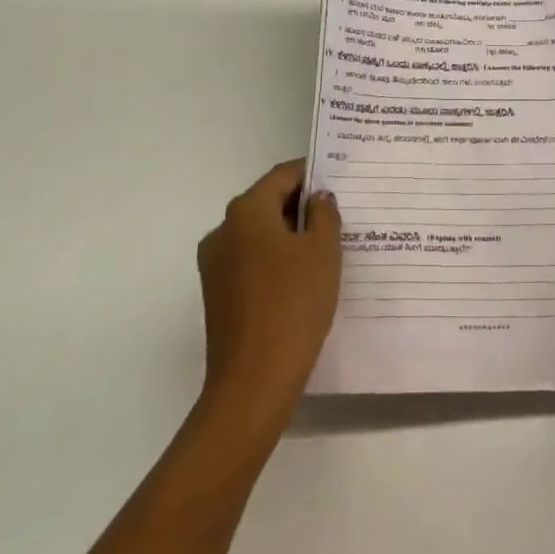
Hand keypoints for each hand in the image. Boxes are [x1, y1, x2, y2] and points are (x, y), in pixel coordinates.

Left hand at [195, 160, 341, 431]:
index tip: (339, 181)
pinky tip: (302, 279)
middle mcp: (223, 230)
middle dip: (302, 206)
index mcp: (246, 211)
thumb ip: (324, 214)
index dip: (311, 174)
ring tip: (326, 249)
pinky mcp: (217, 293)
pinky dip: (275, 260)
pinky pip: (251, 261)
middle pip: (267, 203)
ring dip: (289, 235)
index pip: (282, 175)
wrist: (254, 380)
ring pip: (259, 234)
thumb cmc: (294, 303)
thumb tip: (317, 198)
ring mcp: (215, 264)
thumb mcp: (323, 251)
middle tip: (339, 216)